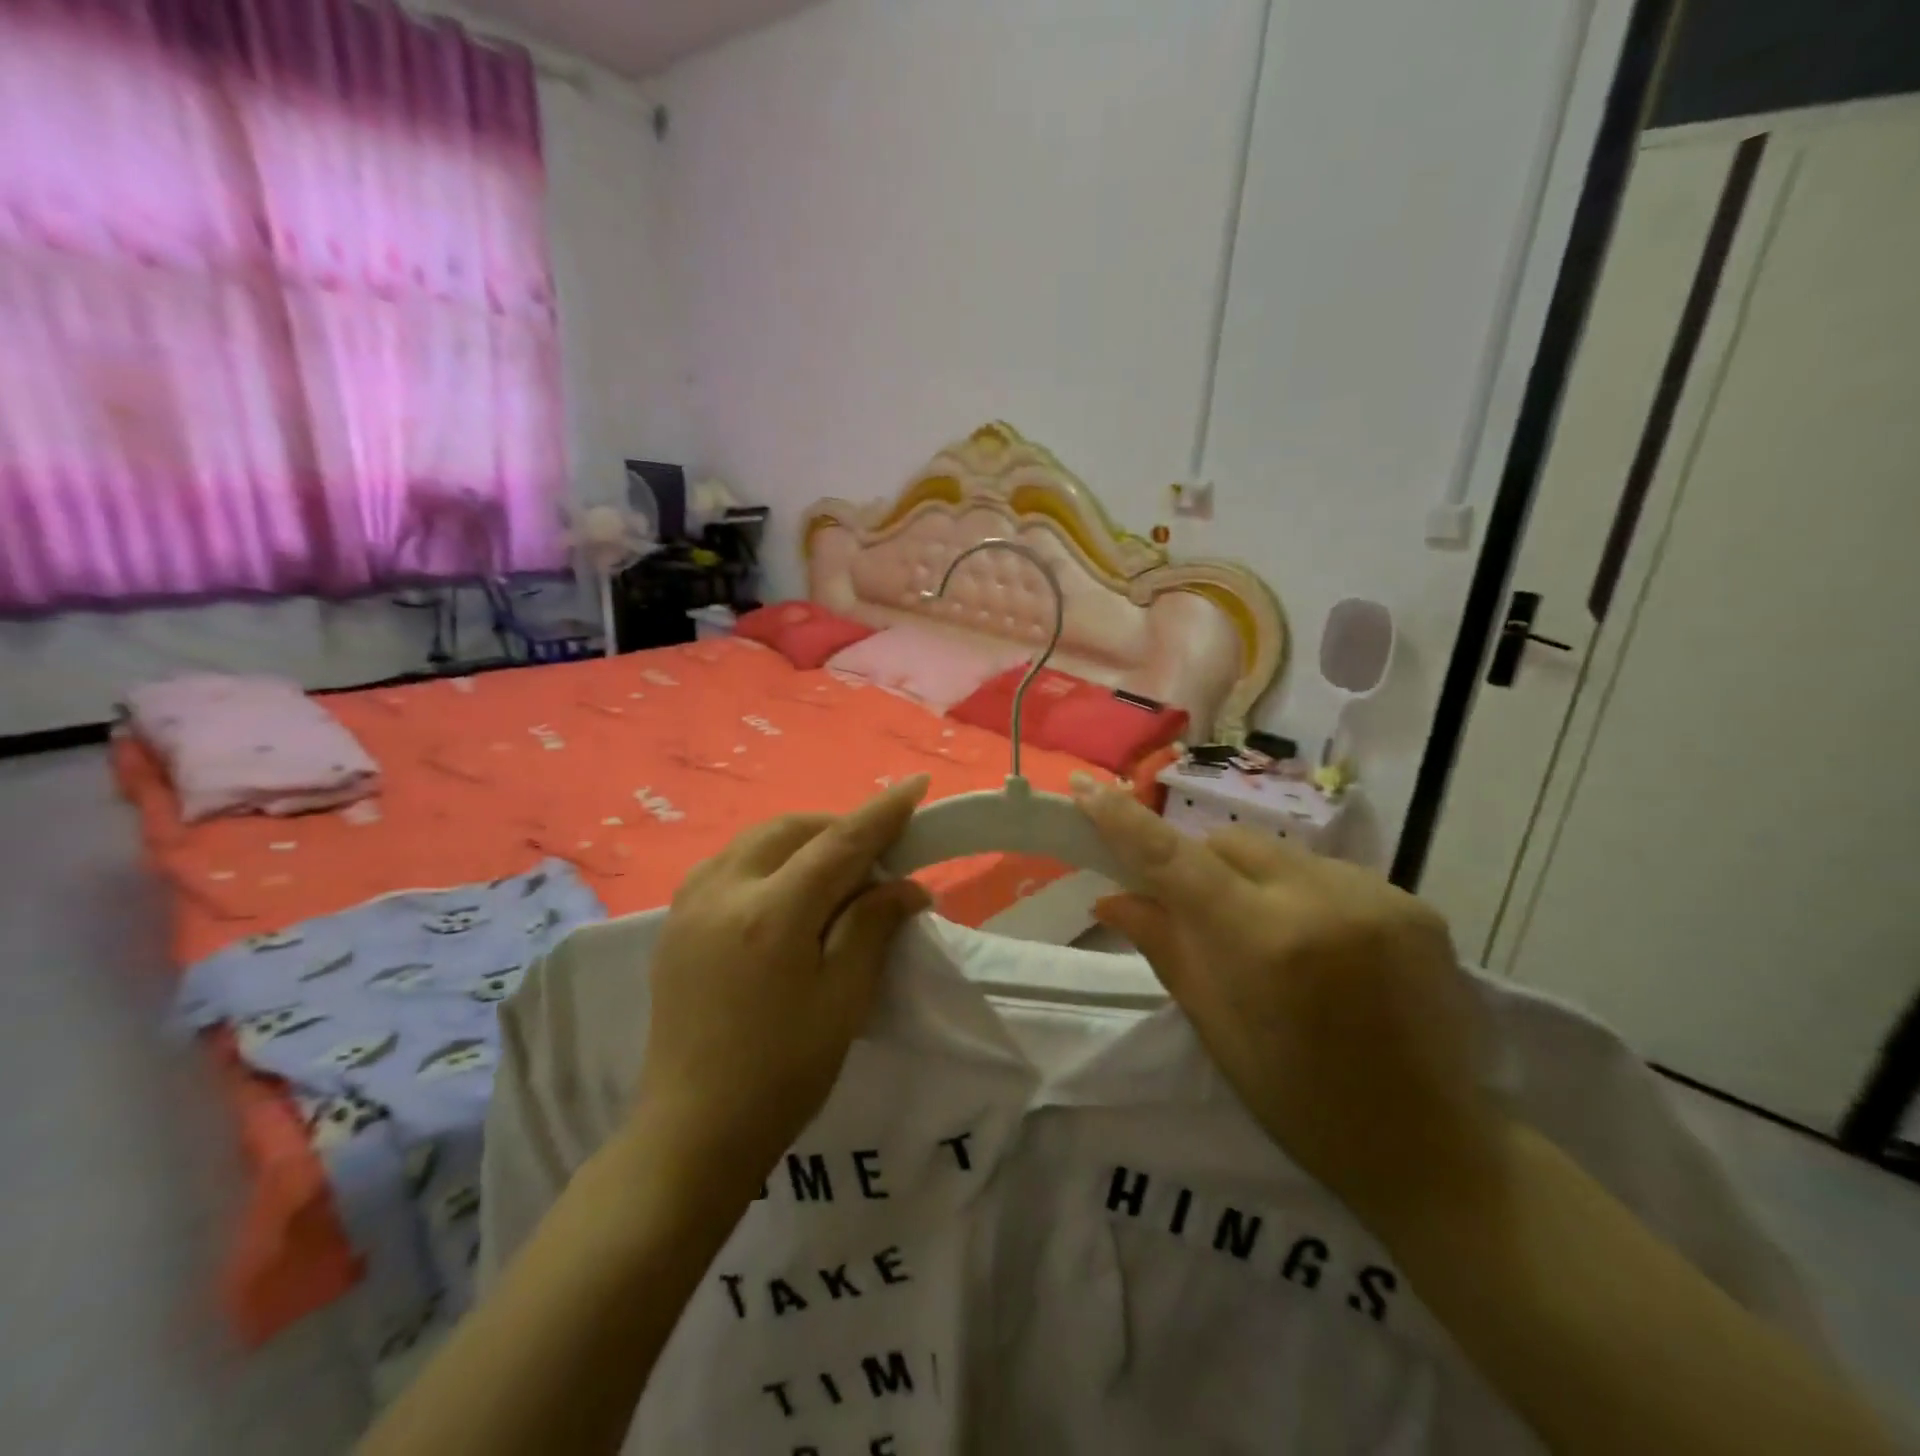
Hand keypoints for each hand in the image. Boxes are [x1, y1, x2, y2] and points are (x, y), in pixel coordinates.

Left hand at [634, 776, 933, 1191]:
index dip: (882, 812)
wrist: (692, 1131)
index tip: (916, 785)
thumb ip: (873, 926)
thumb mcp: (844, 998)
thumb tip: (906, 885)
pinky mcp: (674, 922)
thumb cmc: (783, 1072)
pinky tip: (783, 889)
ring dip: (801, 839)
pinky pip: (728, 863)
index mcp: (772, 914)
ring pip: (755, 840)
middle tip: (876, 856)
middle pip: (792, 829)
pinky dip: (766, 859)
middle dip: (839, 827)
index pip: (839, 843)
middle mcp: (724, 891)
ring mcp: (690, 904)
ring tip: (834, 870)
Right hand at [1072, 773, 1503, 1221]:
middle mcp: (1321, 900)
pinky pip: (1331, 873)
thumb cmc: (1303, 1104)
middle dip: (1201, 864)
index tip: (1087, 787)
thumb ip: (1166, 947)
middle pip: (1231, 842)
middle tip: (1196, 911)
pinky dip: (1305, 895)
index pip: (1177, 860)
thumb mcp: (1217, 1029)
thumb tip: (1110, 898)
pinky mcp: (1415, 903)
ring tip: (1270, 937)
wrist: (1434, 1149)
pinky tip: (1322, 945)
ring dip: (1255, 879)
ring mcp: (1377, 896)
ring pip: (1281, 854)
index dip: (1125, 821)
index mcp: (1263, 943)